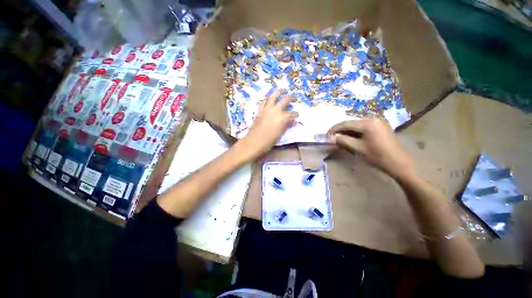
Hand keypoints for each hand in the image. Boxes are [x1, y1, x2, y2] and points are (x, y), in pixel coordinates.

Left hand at [237, 89, 297, 158]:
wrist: (254, 141)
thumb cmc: (269, 141)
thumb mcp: (280, 134)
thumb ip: (287, 126)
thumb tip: (293, 122)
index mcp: (283, 117)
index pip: (292, 113)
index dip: (296, 114)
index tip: (296, 115)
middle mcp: (276, 110)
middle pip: (286, 100)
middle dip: (292, 98)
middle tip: (294, 97)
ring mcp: (267, 109)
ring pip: (274, 96)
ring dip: (279, 92)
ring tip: (283, 90)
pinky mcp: (260, 110)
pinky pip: (264, 101)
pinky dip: (268, 99)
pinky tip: (270, 98)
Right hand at [327, 119, 412, 178]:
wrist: (399, 163)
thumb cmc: (377, 156)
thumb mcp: (357, 148)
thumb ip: (342, 141)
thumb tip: (331, 138)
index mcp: (368, 123)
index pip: (345, 123)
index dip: (334, 129)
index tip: (327, 136)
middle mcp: (373, 119)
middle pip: (351, 123)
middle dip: (340, 130)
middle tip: (332, 138)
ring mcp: (378, 122)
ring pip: (356, 125)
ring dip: (347, 132)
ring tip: (340, 139)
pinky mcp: (380, 127)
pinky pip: (363, 127)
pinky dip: (355, 133)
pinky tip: (351, 138)